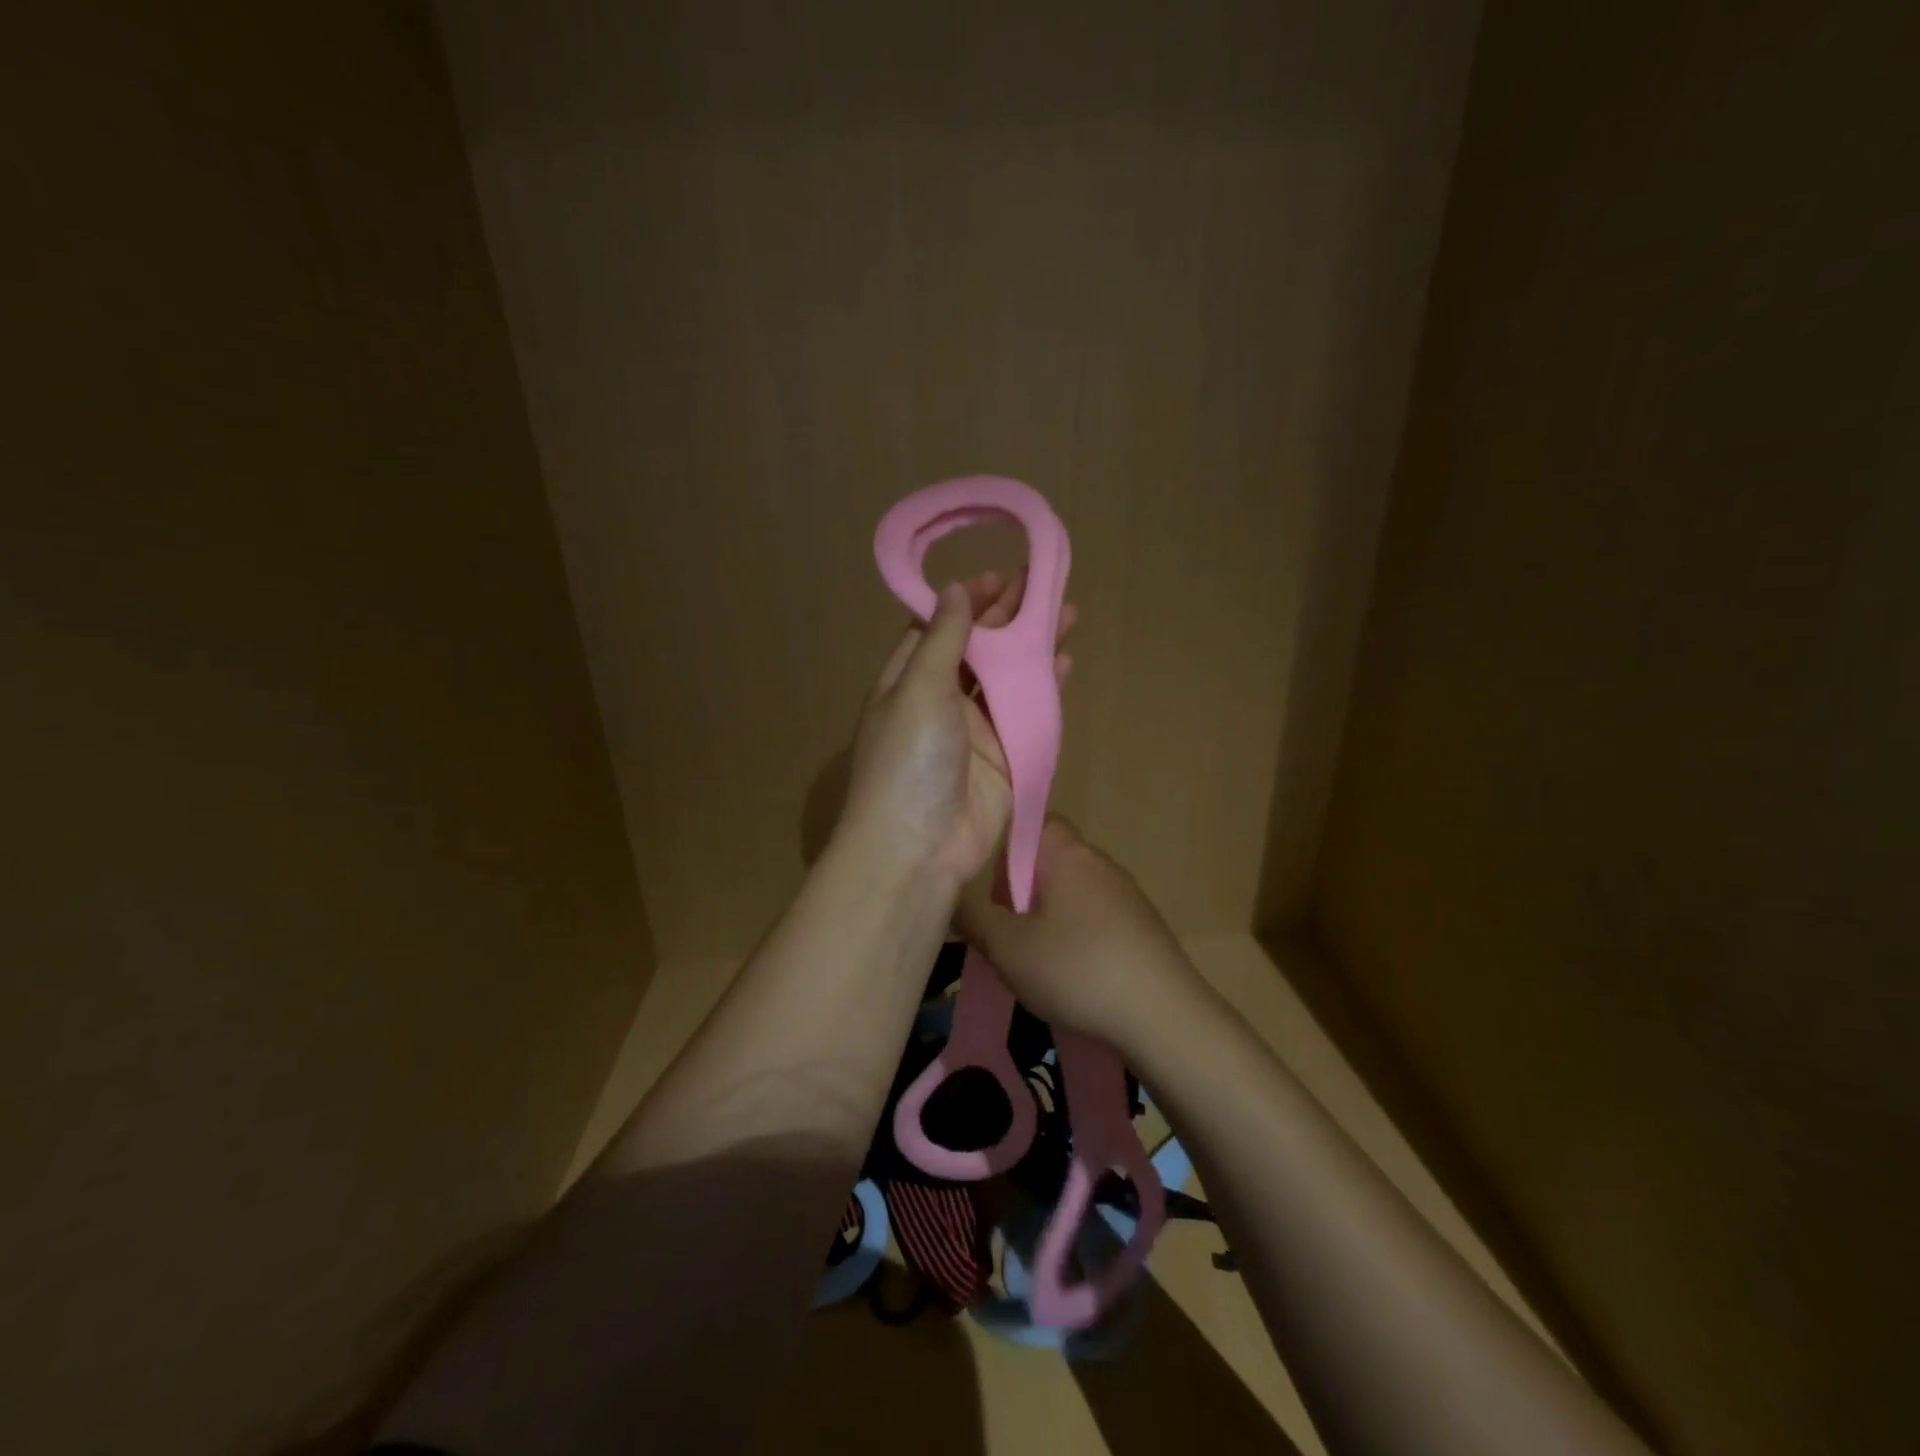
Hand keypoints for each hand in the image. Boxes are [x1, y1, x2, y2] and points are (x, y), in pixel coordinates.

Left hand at [836, 570, 1073, 892]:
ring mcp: (975, 730)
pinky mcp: (1006, 757)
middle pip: (978, 649)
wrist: (920, 846)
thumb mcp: (918, 688)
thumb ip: (942, 639)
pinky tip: (1065, 660)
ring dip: (1033, 647)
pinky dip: (1046, 687)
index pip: (938, 629)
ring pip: (1008, 677)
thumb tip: (953, 590)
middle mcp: (941, 701)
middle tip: (1043, 583)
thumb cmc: (908, 759)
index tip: (999, 576)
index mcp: (908, 681)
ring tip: (1066, 611)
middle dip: (1008, 618)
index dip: (967, 602)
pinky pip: (1028, 713)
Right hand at [954, 817, 1199, 1049]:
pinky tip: (1069, 974)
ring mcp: (1126, 894)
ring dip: (1045, 917)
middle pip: (1047, 860)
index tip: (984, 881)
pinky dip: (1075, 936)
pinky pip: (1094, 918)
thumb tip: (951, 896)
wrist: (1164, 1017)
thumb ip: (973, 918)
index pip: (1031, 820)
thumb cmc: (1078, 970)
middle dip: (1019, 890)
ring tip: (1030, 958)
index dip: (1002, 844)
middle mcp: (1099, 862)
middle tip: (1000, 929)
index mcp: (1068, 853)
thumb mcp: (1008, 948)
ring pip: (1070, 892)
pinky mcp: (1142, 926)